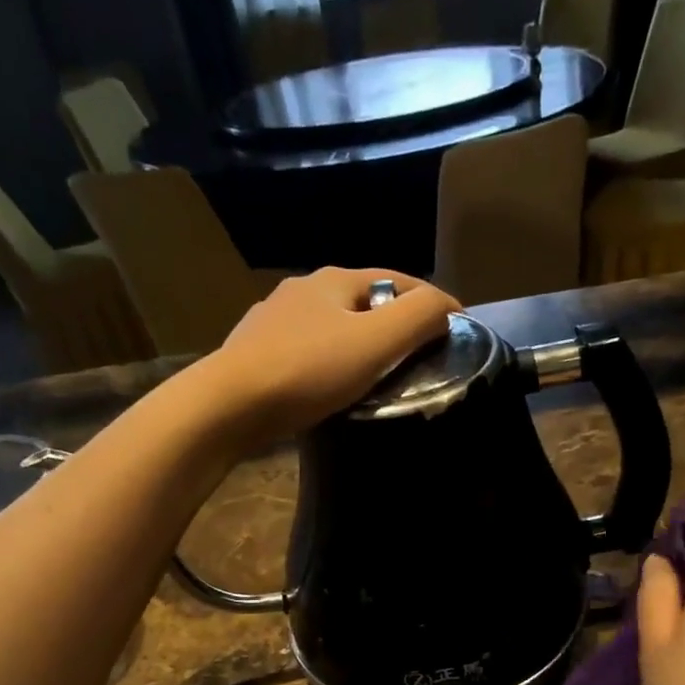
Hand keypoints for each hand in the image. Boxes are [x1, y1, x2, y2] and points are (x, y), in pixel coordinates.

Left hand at [207, 268, 458, 443]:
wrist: (228, 404)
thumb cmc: (308, 370)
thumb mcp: (375, 342)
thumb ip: (418, 318)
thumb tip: (445, 308)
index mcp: (334, 280)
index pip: (399, 281)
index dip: (433, 303)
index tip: (456, 330)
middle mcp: (302, 289)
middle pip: (364, 302)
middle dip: (394, 323)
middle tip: (419, 357)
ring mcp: (274, 320)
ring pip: (332, 326)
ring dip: (359, 343)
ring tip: (378, 375)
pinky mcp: (256, 351)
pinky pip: (308, 351)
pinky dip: (330, 362)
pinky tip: (331, 385)